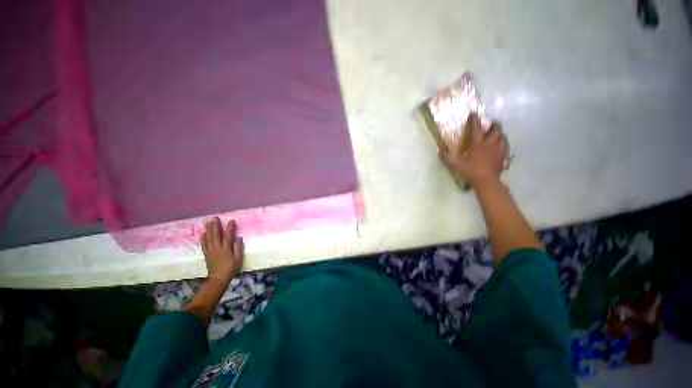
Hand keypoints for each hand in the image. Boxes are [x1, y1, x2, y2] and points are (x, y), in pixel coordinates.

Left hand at [201, 217, 243, 282]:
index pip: (228, 236)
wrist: (218, 278)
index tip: (230, 221)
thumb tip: (238, 238)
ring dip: (209, 229)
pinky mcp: (207, 254)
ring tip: (208, 222)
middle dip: (215, 225)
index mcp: (226, 249)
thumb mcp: (238, 259)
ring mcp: (211, 250)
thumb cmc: (231, 268)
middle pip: (216, 234)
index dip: (229, 228)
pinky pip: (204, 244)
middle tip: (215, 217)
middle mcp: (217, 248)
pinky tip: (203, 233)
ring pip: (209, 237)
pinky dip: (203, 238)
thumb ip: (238, 248)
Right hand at [439, 113, 508, 187]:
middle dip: (493, 125)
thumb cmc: (470, 171)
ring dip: (500, 134)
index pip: (476, 128)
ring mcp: (499, 150)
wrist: (486, 181)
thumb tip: (440, 151)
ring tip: (497, 135)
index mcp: (478, 144)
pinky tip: (501, 148)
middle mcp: (490, 144)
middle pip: (496, 130)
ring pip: (503, 138)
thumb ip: (447, 157)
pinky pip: (506, 149)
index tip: (474, 114)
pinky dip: (503, 146)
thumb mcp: (455, 165)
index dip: (475, 120)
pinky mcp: (503, 158)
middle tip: (491, 124)